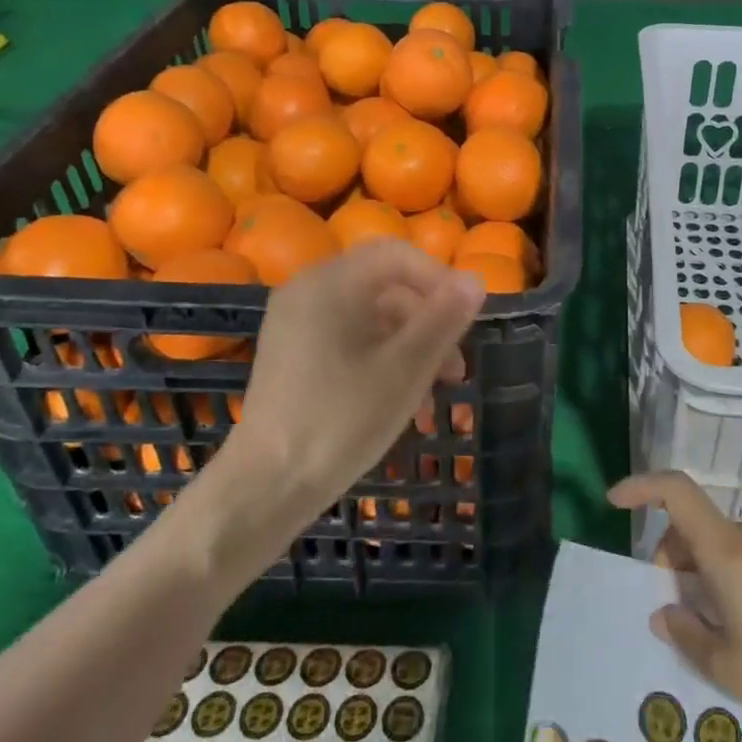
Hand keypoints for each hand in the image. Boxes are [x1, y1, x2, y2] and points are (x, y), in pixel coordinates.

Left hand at [182, 243, 484, 549]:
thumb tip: (475, 279)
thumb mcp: (407, 367)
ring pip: (370, 317)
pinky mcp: (291, 353)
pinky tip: (402, 400)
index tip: (467, 319)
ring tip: (435, 394)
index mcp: (332, 282)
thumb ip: (444, 317)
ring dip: (410, 346)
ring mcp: (295, 322)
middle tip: (457, 367)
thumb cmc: (342, 419)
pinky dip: (381, 357)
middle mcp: (308, 290)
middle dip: (429, 322)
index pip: (399, 255)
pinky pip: (348, 338)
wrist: (266, 485)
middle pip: (386, 286)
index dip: (440, 279)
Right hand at [609, 471, 741, 741]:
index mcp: (726, 551)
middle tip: (670, 613)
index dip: (641, 487)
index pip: (676, 492)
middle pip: (691, 526)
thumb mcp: (727, 666)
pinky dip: (720, 583)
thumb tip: (662, 611)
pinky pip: (739, 562)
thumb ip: (686, 633)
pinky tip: (733, 634)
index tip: (613, 502)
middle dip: (667, 559)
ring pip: (714, 547)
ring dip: (695, 576)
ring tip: (703, 634)